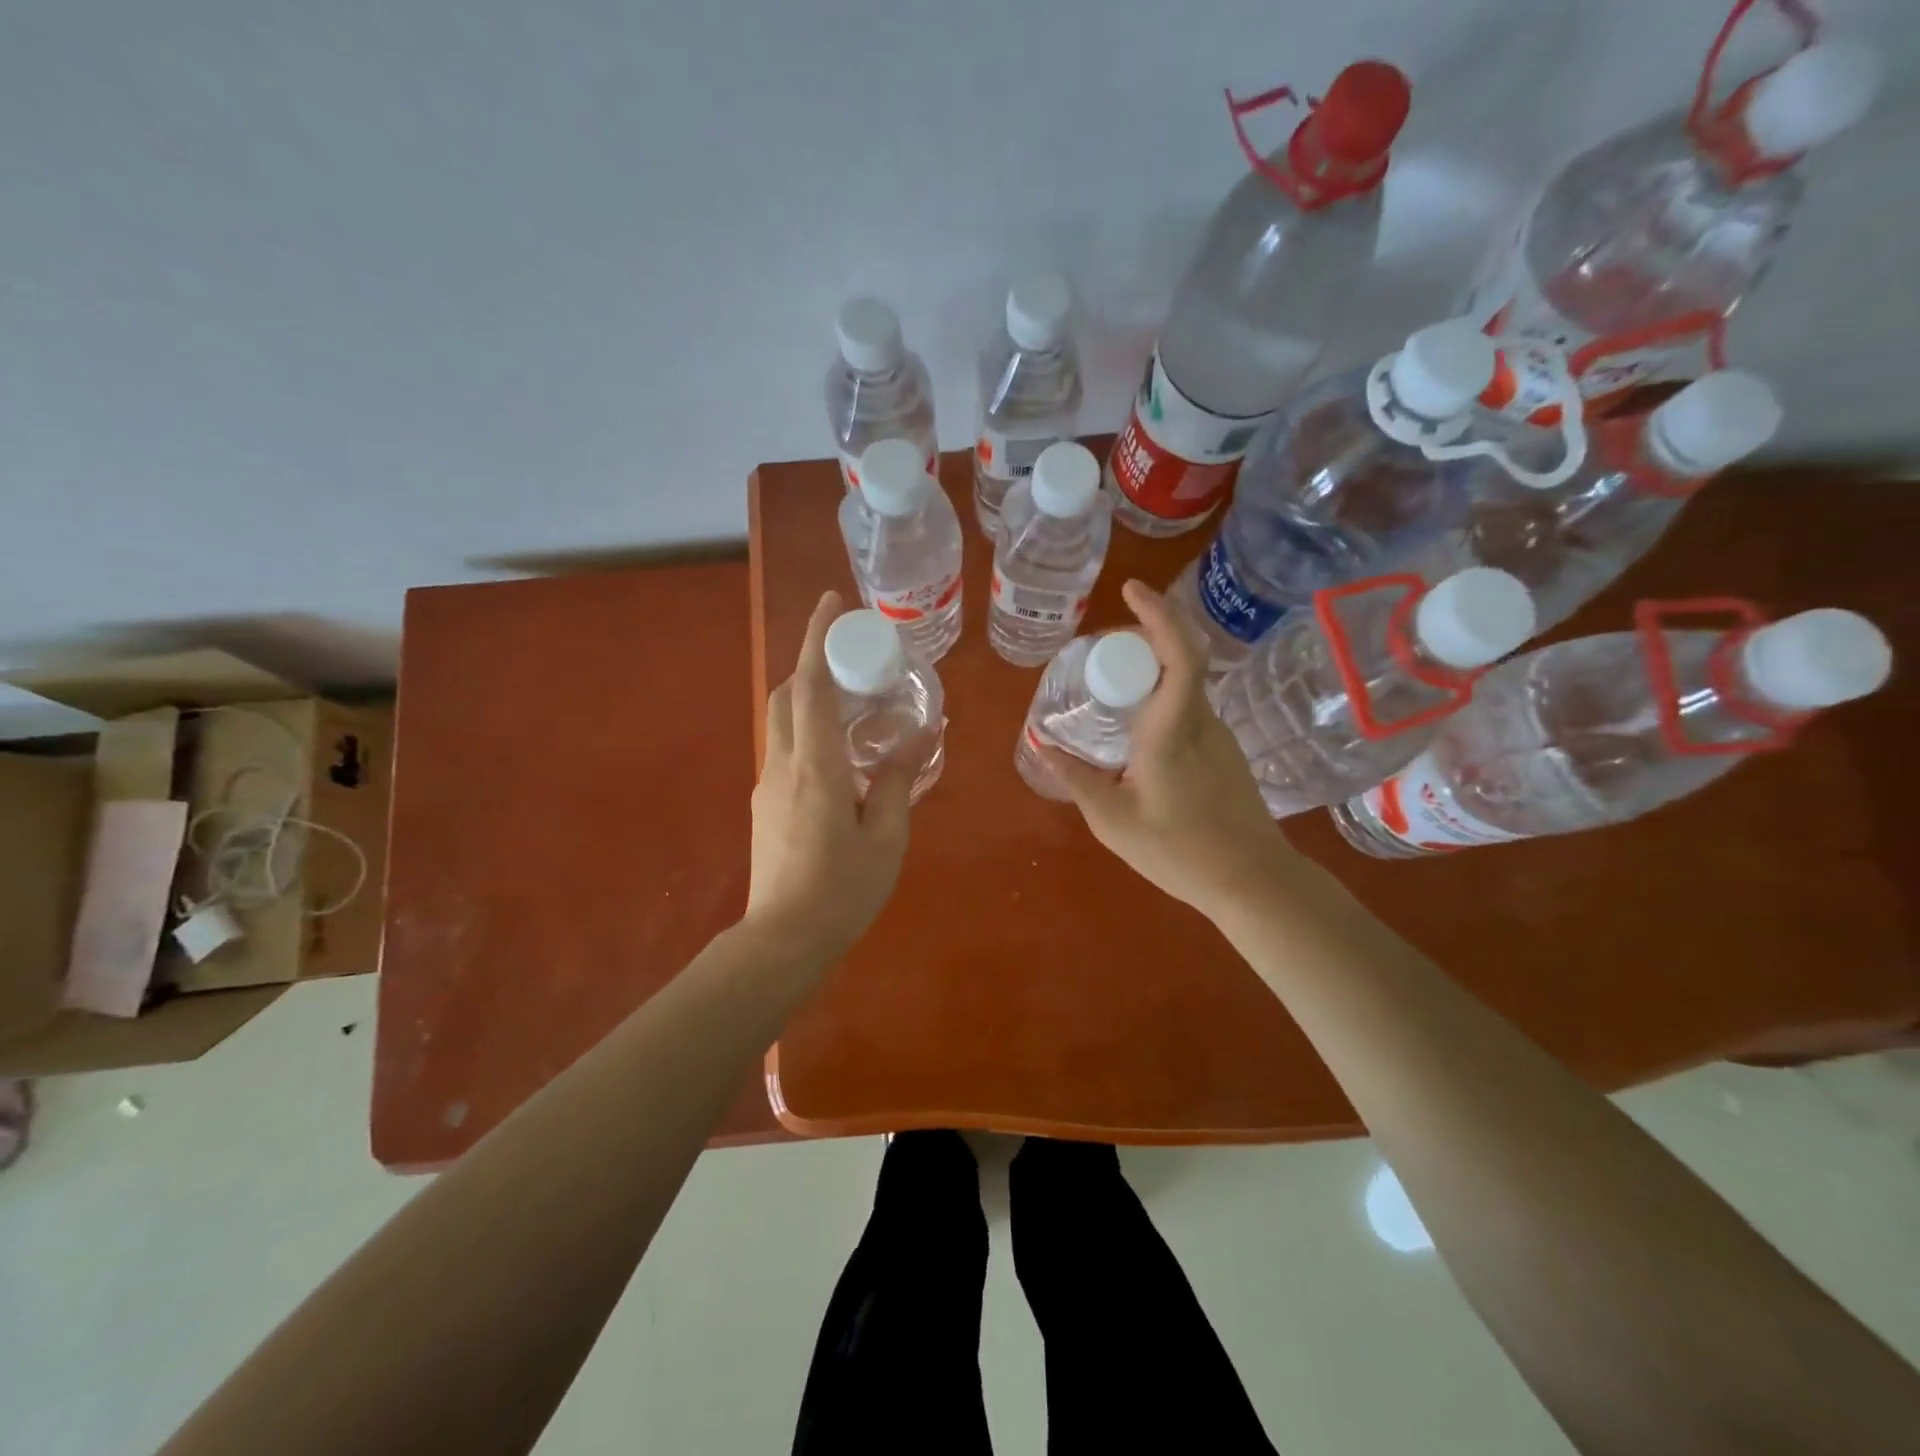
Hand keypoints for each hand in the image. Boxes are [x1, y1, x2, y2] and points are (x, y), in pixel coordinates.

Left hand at [746, 590, 912, 959]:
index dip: (816, 637)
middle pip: (786, 694)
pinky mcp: (765, 804)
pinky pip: (786, 748)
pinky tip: (841, 754)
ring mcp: (768, 784)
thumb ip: (898, 779)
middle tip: (852, 659)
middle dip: (811, 662)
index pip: (810, 684)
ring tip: (854, 704)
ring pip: (782, 721)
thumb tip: (921, 735)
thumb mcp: (886, 835)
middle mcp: (783, 763)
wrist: (783, 939)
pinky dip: (808, 730)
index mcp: (815, 765)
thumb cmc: (842, 889)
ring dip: (809, 697)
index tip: (830, 602)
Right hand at [1041, 580, 1295, 921]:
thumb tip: (1043, 746)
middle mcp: (1200, 720)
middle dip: (1144, 634)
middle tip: (1101, 648)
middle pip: (1180, 655)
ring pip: (1185, 680)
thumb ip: (1076, 780)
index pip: (1178, 654)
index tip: (1131, 591)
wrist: (1252, 881)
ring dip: (1151, 666)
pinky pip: (1188, 703)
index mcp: (1172, 731)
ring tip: (1110, 683)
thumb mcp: (1114, 821)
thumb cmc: (1180, 853)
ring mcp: (1218, 733)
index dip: (1158, 614)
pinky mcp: (1224, 748)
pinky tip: (1136, 723)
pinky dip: (1161, 693)